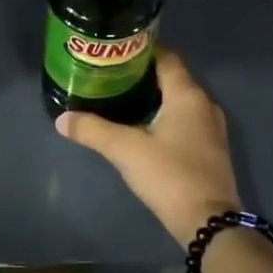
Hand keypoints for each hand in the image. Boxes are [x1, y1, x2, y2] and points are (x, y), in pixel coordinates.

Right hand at [54, 49, 238, 246]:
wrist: (209, 222)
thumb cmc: (169, 175)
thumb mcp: (125, 150)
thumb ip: (92, 130)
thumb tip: (61, 119)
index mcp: (187, 95)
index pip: (166, 57)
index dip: (141, 50)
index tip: (115, 50)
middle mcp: (204, 104)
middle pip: (171, 77)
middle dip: (142, 74)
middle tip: (110, 74)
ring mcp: (210, 128)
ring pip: (178, 100)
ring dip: (153, 96)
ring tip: (120, 97)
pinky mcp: (209, 149)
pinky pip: (184, 119)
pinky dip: (164, 115)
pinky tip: (141, 126)